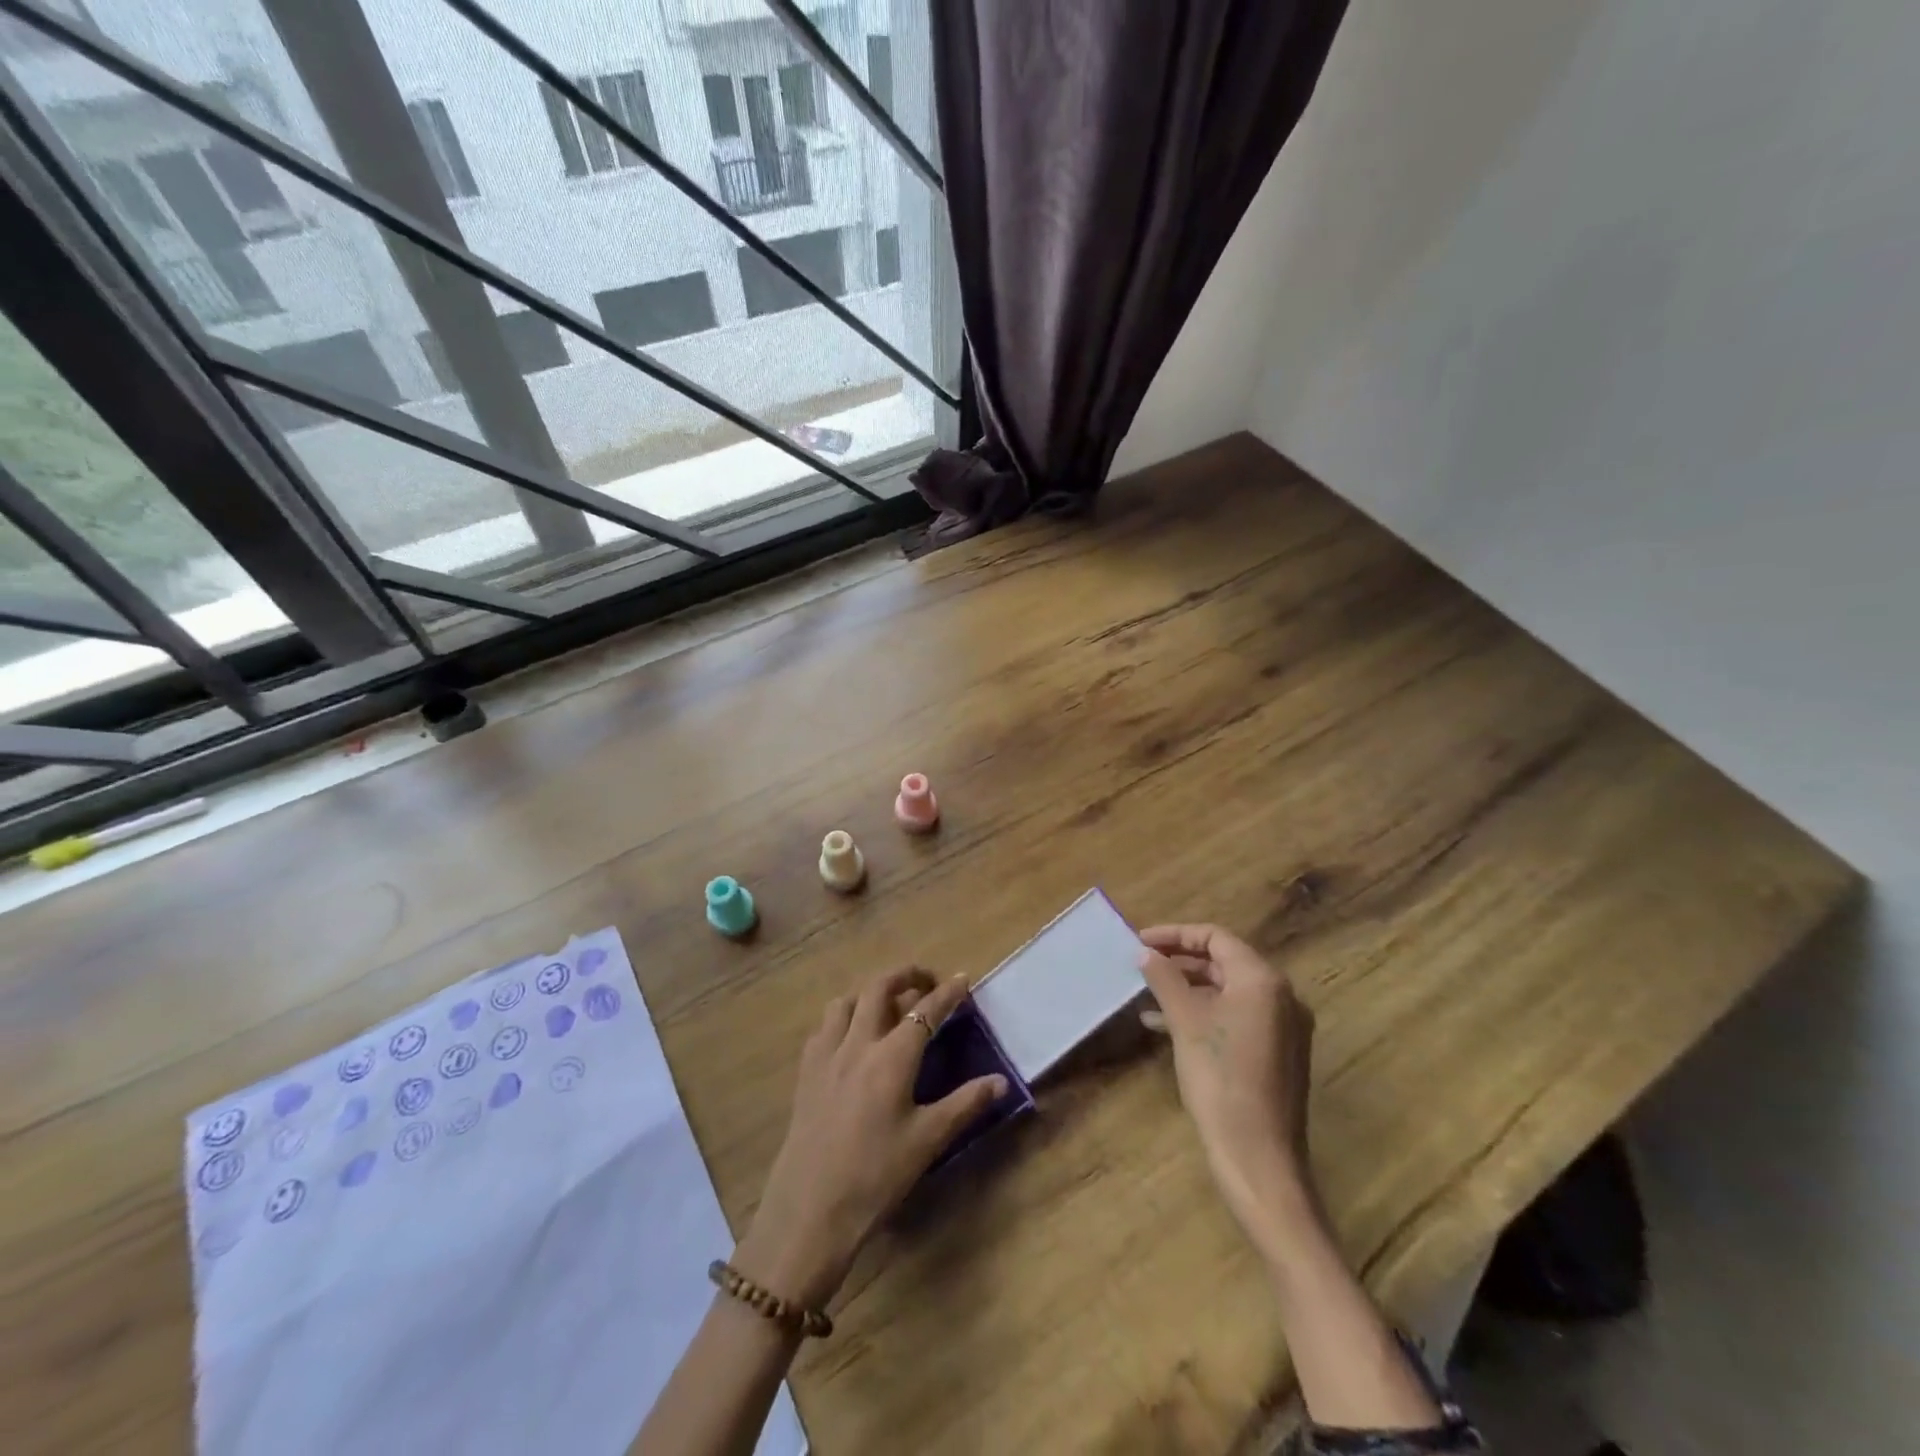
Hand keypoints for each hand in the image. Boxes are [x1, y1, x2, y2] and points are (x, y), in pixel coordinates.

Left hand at [733, 969, 1005, 1308]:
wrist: (809, 1210)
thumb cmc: (875, 1176)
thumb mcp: (927, 1141)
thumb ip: (965, 1104)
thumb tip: (1000, 1081)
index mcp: (891, 1057)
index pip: (925, 1011)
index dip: (947, 993)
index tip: (964, 979)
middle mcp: (857, 1044)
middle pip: (879, 989)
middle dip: (905, 975)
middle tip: (926, 981)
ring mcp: (826, 1056)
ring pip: (845, 1001)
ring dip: (869, 993)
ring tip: (887, 1006)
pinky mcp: (805, 1073)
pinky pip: (823, 1027)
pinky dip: (842, 1017)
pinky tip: (850, 1038)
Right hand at [1138, 924, 1319, 1249]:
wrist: (1258, 1157)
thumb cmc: (1220, 1079)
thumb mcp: (1184, 1022)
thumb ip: (1164, 979)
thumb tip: (1144, 953)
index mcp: (1263, 980)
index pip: (1216, 937)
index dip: (1175, 934)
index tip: (1139, 942)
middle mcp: (1281, 996)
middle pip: (1224, 961)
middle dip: (1180, 960)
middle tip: (1142, 964)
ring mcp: (1283, 1026)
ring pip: (1228, 991)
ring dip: (1188, 988)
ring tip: (1147, 994)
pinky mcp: (1277, 1053)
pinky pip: (1236, 1016)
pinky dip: (1203, 1013)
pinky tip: (1166, 1026)